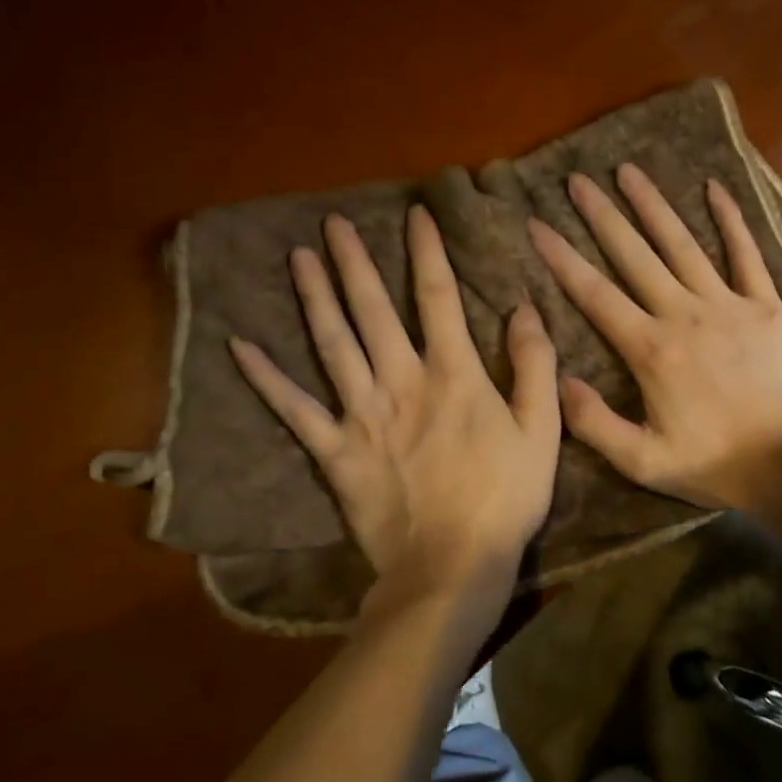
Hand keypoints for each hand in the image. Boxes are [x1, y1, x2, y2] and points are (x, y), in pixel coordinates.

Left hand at [229, 206, 560, 606]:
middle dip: (355, 263)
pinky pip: (294, 409)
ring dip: (315, 298)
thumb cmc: (504, 497)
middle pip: (373, 310)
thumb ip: (535, 365)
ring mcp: (361, 415)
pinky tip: (241, 345)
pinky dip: (266, 377)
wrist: (450, 565)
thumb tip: (524, 308)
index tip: (415, 216)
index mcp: (453, 374)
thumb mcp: (541, 429)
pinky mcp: (334, 451)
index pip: (438, 297)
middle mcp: (401, 381)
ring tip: (299, 258)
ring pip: (333, 344)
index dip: (427, 252)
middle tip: (334, 224)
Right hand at [527, 163, 781, 512]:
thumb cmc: (719, 465)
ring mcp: (728, 304)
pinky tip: (714, 188)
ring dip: (653, 206)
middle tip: (577, 180)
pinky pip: (746, 254)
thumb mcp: (645, 462)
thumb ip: (595, 423)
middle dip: (602, 216)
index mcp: (650, 349)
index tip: (537, 224)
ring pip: (682, 244)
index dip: (562, 257)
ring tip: (628, 171)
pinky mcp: (766, 305)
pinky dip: (731, 220)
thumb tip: (558, 380)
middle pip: (634, 255)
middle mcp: (684, 314)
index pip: (595, 294)